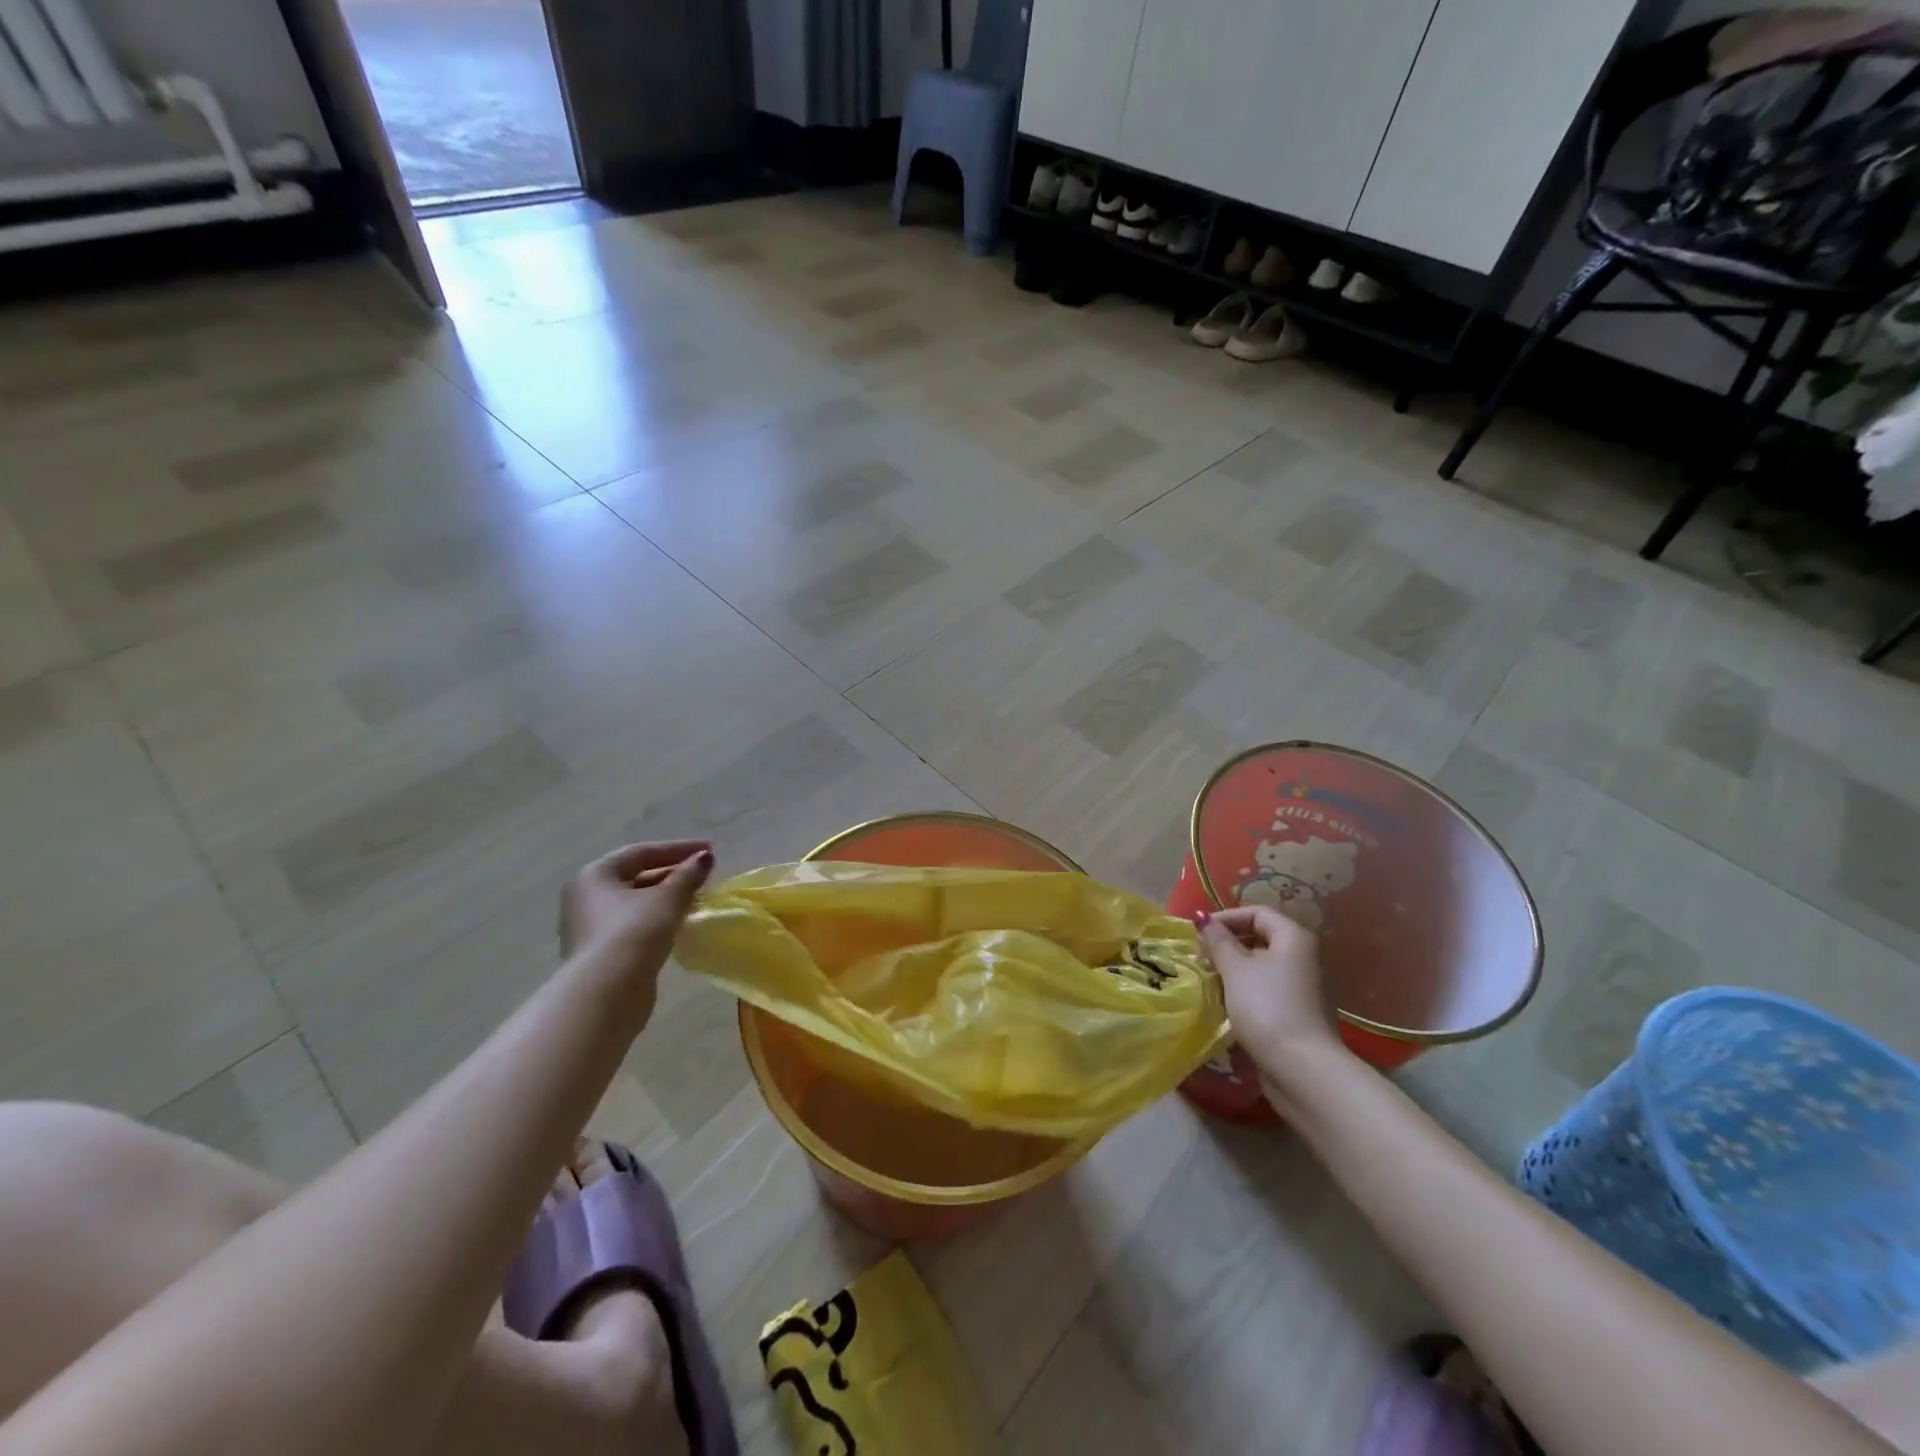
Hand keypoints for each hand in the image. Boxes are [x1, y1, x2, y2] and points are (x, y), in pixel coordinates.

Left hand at [560, 841, 713, 984]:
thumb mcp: (668, 898)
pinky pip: (633, 925)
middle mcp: (585, 897)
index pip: (641, 852)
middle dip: (672, 874)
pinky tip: (679, 924)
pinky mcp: (599, 953)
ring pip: (635, 903)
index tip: (709, 851)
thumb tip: (704, 858)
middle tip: (704, 876)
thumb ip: (688, 875)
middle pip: (636, 877)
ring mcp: (589, 927)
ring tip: (697, 899)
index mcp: (595, 875)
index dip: (678, 849)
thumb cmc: (634, 932)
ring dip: (667, 898)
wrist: (606, 992)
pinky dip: (657, 920)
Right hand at [1197, 905, 1345, 1073]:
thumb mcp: (1235, 969)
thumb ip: (1217, 941)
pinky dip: (1246, 990)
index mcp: (1294, 938)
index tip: (1200, 932)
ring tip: (1209, 979)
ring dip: (1234, 969)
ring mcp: (1303, 987)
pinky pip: (1268, 989)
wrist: (1303, 1068)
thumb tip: (1202, 917)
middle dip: (1228, 944)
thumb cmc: (1267, 1007)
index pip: (1257, 913)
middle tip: (1201, 956)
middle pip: (1261, 938)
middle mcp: (1304, 957)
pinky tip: (1227, 1002)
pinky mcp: (1298, 1012)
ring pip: (1263, 966)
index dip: (1226, 917)